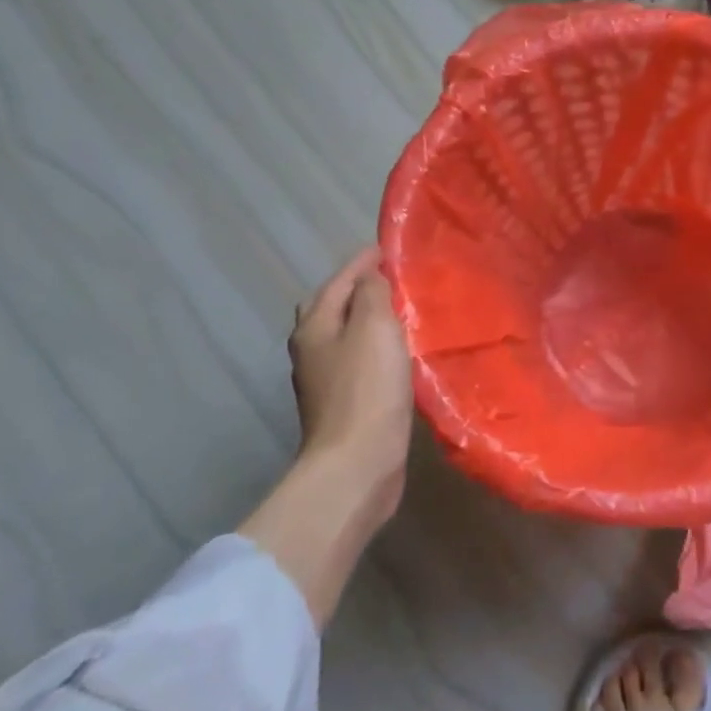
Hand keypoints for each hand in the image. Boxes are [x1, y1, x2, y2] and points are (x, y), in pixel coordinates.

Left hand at [289, 246, 414, 513]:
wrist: (358, 461)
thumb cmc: (367, 387)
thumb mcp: (374, 327)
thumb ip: (373, 294)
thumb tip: (371, 276)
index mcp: (314, 327)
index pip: (337, 282)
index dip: (361, 263)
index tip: (386, 249)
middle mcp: (311, 350)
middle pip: (331, 307)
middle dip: (356, 289)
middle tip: (389, 279)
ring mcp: (325, 379)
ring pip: (344, 334)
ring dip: (367, 319)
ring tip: (399, 310)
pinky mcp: (344, 403)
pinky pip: (358, 359)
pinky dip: (374, 346)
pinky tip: (396, 352)